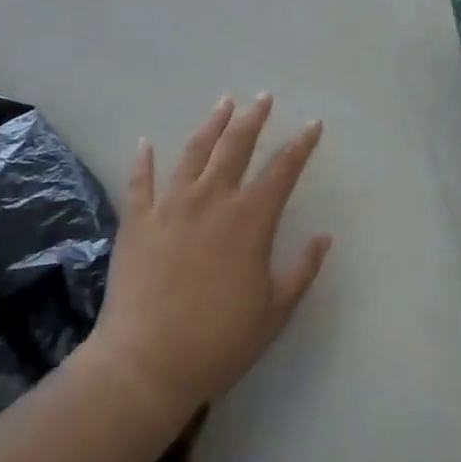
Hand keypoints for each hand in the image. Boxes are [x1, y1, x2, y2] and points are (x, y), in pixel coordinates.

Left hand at [92, 94, 332, 422]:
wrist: (146, 364)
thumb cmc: (219, 341)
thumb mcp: (275, 311)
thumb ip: (302, 270)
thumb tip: (323, 237)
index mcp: (250, 220)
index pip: (283, 170)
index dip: (301, 145)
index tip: (312, 125)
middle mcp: (213, 200)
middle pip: (236, 146)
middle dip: (253, 118)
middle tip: (263, 97)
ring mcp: (171, 206)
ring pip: (194, 152)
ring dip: (211, 125)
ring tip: (223, 104)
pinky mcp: (137, 221)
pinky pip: (141, 182)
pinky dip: (143, 160)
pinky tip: (145, 143)